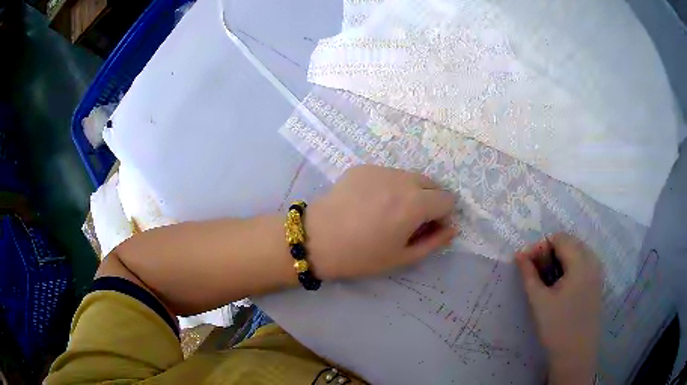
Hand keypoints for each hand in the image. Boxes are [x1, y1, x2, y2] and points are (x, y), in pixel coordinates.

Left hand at [306, 165, 456, 279]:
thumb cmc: (361, 256)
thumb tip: (453, 229)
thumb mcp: (402, 257)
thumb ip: (434, 242)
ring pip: (410, 177)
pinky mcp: (363, 167)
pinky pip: (388, 174)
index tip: (428, 229)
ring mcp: (381, 169)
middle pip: (432, 184)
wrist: (316, 240)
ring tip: (388, 212)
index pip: (448, 199)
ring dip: (410, 192)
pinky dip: (389, 186)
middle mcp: (402, 179)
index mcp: (415, 203)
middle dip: (430, 201)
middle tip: (410, 222)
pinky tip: (370, 203)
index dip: (443, 216)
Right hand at [516, 233, 601, 384]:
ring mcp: (597, 272)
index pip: (559, 238)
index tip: (526, 264)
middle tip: (536, 272)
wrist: (576, 354)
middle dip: (550, 252)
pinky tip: (561, 287)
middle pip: (570, 242)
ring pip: (577, 252)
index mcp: (580, 263)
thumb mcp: (539, 301)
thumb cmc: (556, 328)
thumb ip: (529, 274)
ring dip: (560, 259)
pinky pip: (584, 264)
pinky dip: (570, 267)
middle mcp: (593, 261)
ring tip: (547, 280)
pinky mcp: (597, 284)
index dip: (540, 246)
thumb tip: (519, 254)